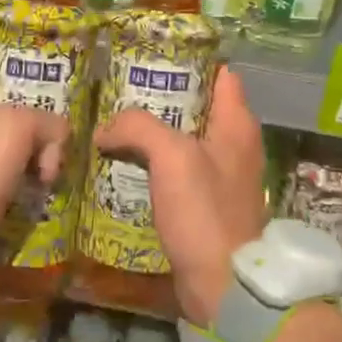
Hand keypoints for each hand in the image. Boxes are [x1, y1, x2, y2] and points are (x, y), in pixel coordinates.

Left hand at [0, 35, 70, 259]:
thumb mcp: (14, 130)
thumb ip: (44, 120)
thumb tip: (55, 137)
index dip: (15, 42)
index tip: (47, 54)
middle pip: (1, 87)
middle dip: (35, 99)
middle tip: (64, 112)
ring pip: (5, 126)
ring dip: (32, 138)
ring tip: (55, 156)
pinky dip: (20, 164)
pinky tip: (39, 180)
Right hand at [92, 67, 264, 324]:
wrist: (223, 284)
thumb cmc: (204, 212)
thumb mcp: (172, 157)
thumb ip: (139, 128)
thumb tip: (105, 129)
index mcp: (237, 125)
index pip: (219, 75)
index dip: (189, 61)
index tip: (151, 57)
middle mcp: (235, 145)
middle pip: (196, 106)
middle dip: (160, 97)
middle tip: (119, 91)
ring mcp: (222, 176)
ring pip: (183, 140)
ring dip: (152, 133)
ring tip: (113, 125)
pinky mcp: (206, 204)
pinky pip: (177, 171)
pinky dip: (153, 164)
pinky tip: (123, 164)